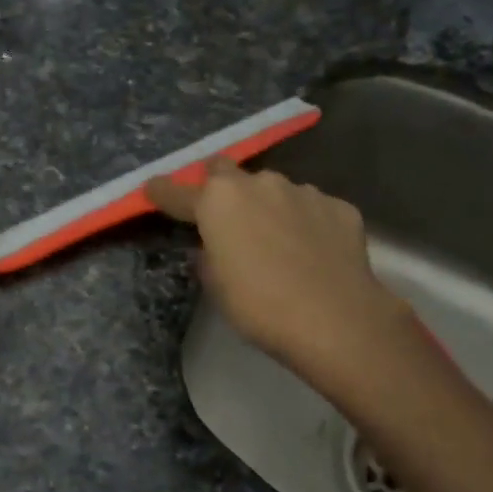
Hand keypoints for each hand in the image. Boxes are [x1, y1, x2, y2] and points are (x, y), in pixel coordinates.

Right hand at [146, 158, 409, 386]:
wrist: (336, 320)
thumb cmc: (259, 306)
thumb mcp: (217, 286)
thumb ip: (207, 255)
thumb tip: (211, 246)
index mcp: (218, 201)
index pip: (176, 190)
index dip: (162, 191)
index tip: (153, 190)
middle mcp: (258, 184)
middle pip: (226, 171)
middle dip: (219, 187)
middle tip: (223, 215)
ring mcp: (302, 191)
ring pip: (273, 189)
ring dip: (267, 206)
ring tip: (276, 241)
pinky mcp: (339, 206)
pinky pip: (311, 208)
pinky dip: (305, 222)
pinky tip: (312, 251)